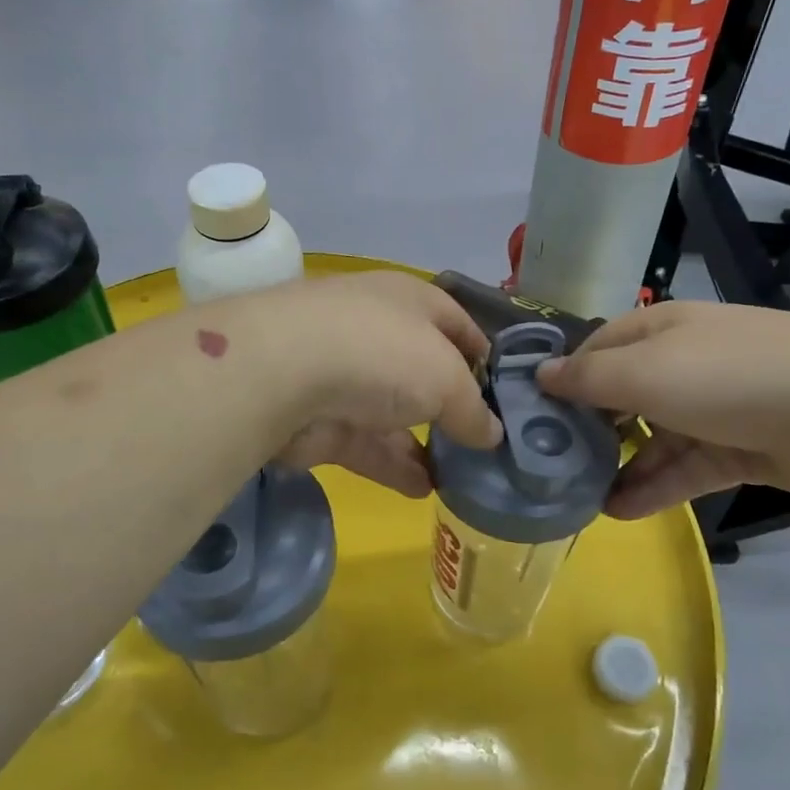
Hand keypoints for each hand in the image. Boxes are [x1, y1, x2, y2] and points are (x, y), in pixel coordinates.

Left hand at [252, 273, 502, 497]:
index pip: (455, 322)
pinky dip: (395, 465)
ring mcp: (344, 376)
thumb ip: (473, 409)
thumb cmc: (381, 352)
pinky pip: (367, 444)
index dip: (483, 353)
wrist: (283, 373)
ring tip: (463, 476)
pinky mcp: (321, 419)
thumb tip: (492, 435)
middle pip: (423, 370)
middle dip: (452, 405)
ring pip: (395, 413)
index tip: (506, 391)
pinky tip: (425, 489)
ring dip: (427, 443)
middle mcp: (376, 331)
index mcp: (409, 300)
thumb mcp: (447, 378)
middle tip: (486, 443)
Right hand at [536, 300, 789, 517]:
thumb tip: (539, 375)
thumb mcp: (642, 371)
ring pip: (654, 438)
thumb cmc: (722, 375)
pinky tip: (619, 511)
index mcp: (661, 329)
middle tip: (554, 461)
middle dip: (592, 427)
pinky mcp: (739, 448)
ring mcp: (715, 406)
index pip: (600, 347)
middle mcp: (685, 361)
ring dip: (620, 465)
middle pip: (626, 394)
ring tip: (581, 497)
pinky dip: (654, 487)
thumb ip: (586, 377)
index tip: (534, 411)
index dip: (567, 376)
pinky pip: (685, 468)